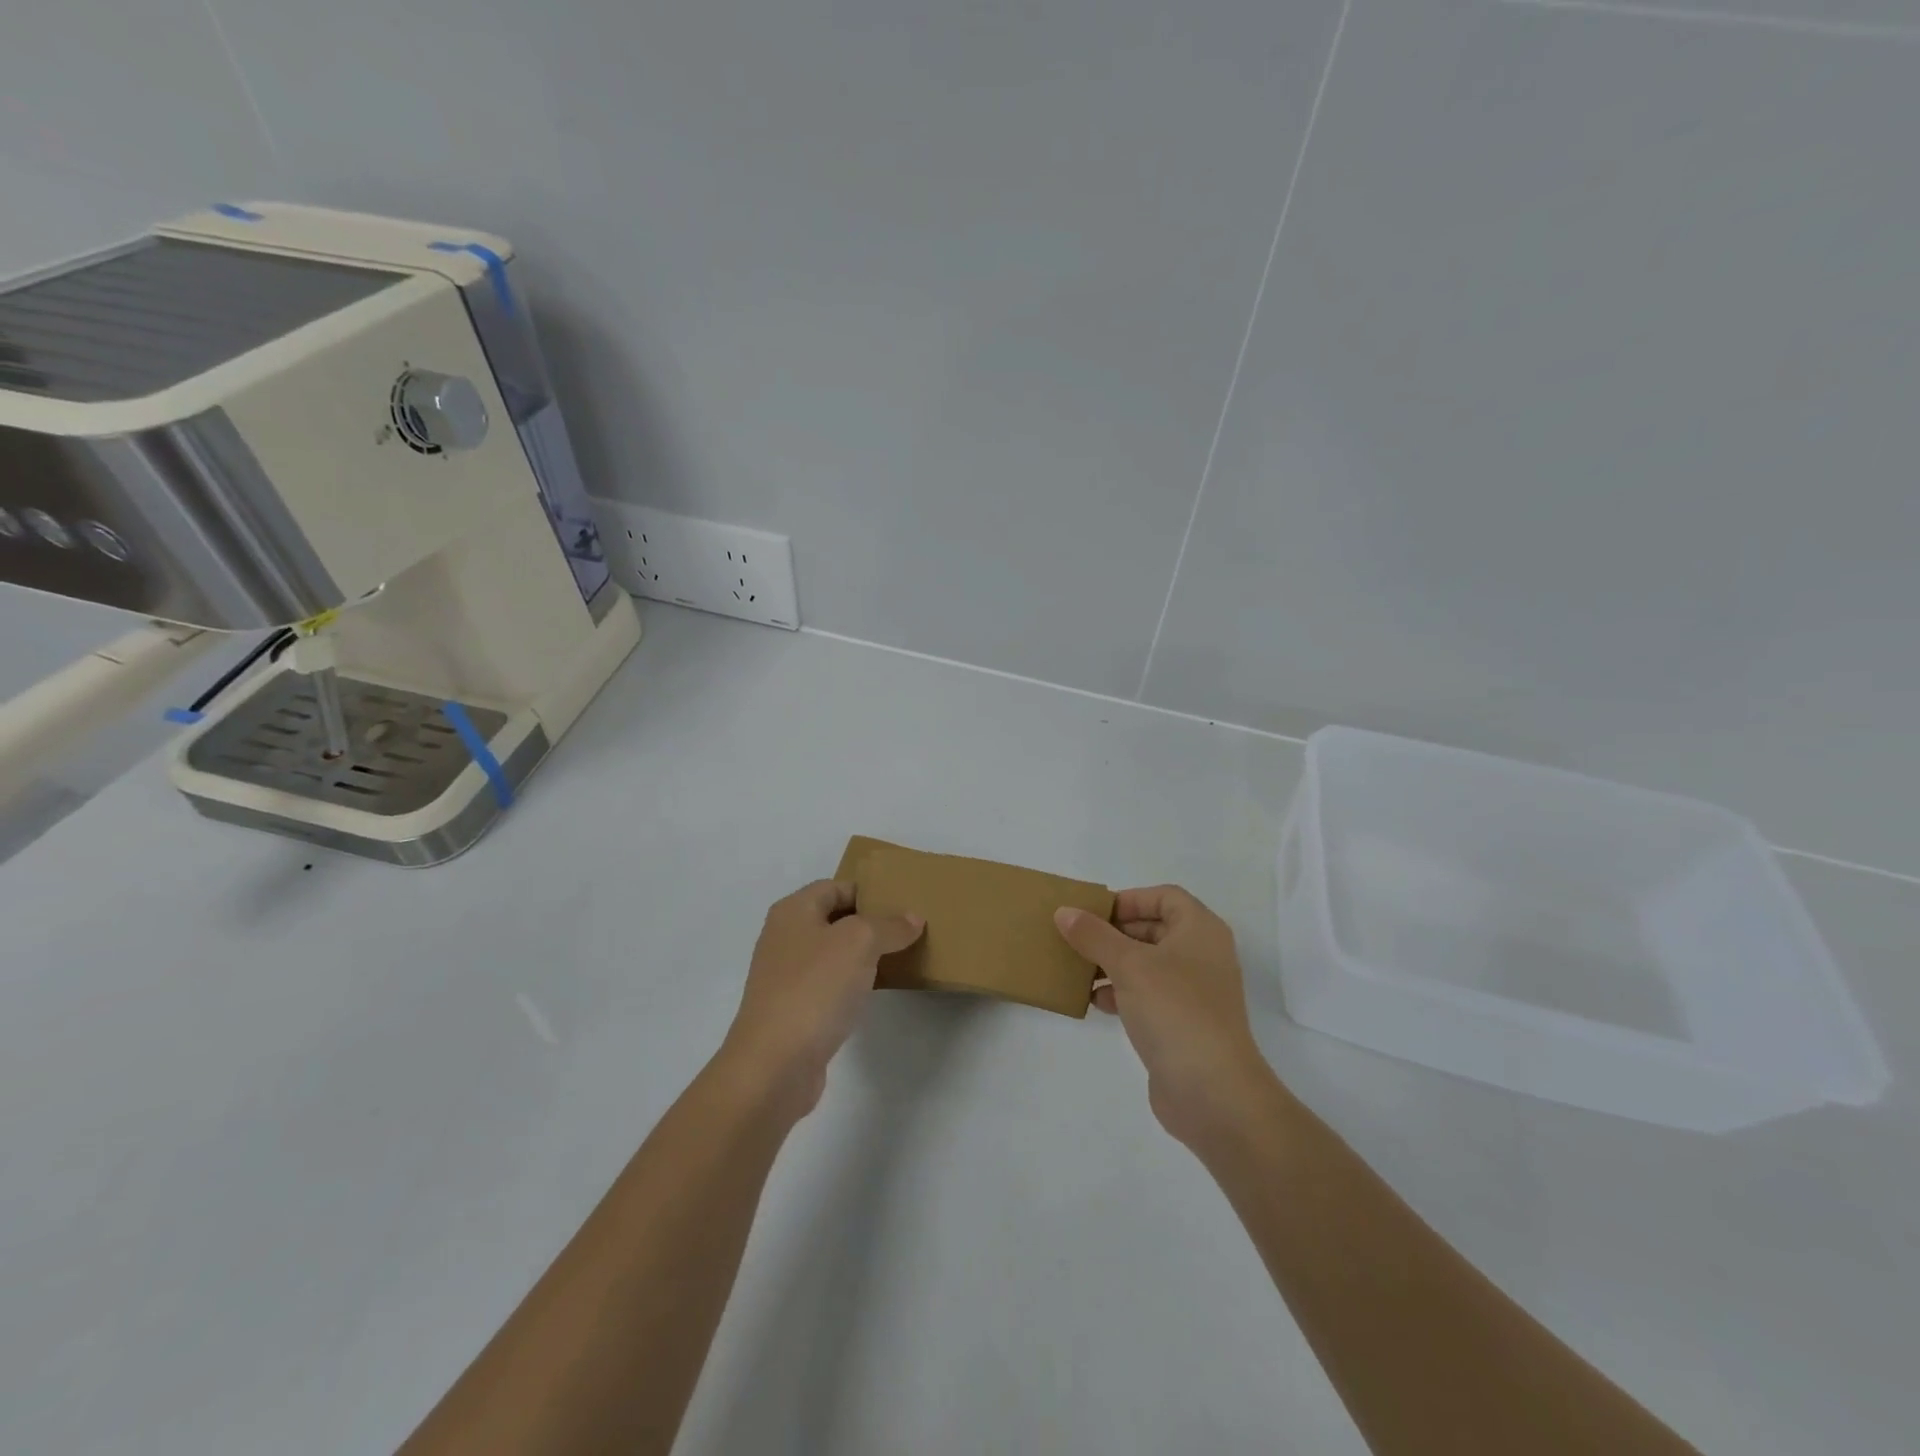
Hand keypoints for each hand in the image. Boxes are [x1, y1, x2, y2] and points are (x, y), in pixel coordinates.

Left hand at [720, 880, 923, 1117]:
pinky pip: (829, 984)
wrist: (774, 1065)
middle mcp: (785, 937)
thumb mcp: (860, 943)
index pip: (836, 886)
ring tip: (900, 957)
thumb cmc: (814, 989)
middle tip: (909, 930)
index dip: (869, 891)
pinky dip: (852, 983)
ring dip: (864, 955)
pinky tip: (875, 992)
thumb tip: (912, 918)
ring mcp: (786, 976)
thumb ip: (889, 925)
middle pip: (835, 919)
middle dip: (871, 923)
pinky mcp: (794, 1009)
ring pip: (833, 953)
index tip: (904, 904)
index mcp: (793, 911)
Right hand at [1054, 886, 1278, 1148]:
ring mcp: (1194, 992)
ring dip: (1112, 964)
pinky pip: (1147, 995)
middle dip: (1114, 933)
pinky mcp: (1182, 1024)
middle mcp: (1202, 955)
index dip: (1129, 899)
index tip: (1094, 913)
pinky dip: (1121, 993)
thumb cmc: (1175, 1010)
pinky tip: (1093, 1001)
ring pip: (1147, 964)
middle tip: (1077, 939)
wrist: (1213, 1092)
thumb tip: (1064, 912)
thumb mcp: (1129, 965)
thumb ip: (1094, 935)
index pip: (1164, 896)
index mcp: (1200, 930)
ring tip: (1077, 969)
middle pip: (1153, 929)